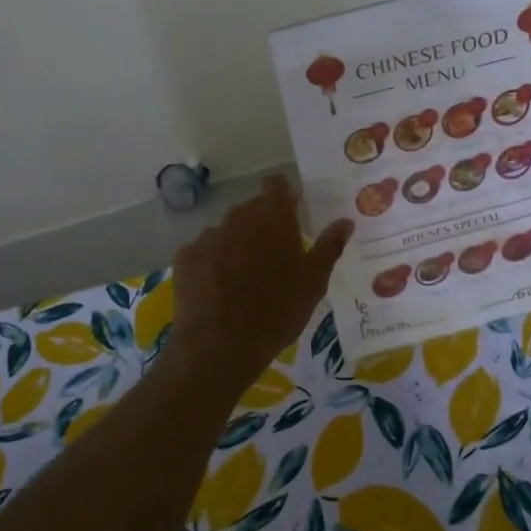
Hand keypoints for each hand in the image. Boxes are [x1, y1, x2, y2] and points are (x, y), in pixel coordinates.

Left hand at [164, 174, 353, 387]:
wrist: (220, 346)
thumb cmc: (277, 312)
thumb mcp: (313, 283)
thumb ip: (329, 246)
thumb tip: (345, 221)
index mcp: (273, 217)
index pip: (276, 184)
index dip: (284, 196)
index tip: (292, 215)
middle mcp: (238, 217)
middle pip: (251, 209)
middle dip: (262, 226)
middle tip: (273, 258)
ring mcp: (208, 236)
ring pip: (227, 231)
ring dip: (236, 245)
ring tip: (243, 280)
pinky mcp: (185, 257)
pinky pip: (204, 251)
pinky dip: (212, 263)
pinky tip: (217, 291)